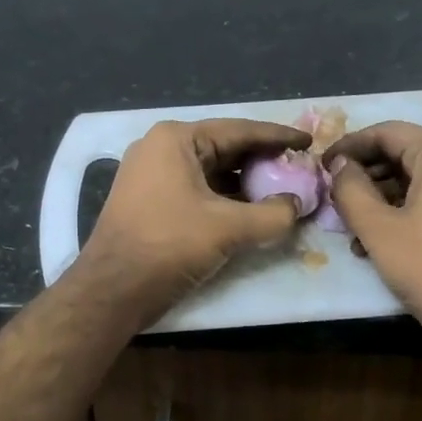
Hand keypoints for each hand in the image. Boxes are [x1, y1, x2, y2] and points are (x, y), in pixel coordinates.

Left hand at [79, 118, 311, 321]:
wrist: (112, 289)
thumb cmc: (169, 245)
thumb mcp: (228, 229)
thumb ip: (273, 214)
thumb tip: (297, 206)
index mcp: (176, 139)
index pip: (238, 131)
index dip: (278, 137)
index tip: (309, 143)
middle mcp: (160, 149)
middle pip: (224, 149)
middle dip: (262, 161)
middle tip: (299, 170)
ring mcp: (151, 175)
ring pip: (210, 172)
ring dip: (245, 183)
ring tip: (282, 192)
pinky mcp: (150, 201)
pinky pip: (196, 190)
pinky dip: (224, 199)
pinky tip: (250, 211)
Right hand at [325, 122, 421, 345]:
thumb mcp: (378, 229)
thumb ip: (351, 189)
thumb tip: (340, 165)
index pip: (388, 132)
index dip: (350, 145)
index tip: (322, 165)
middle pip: (406, 153)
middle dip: (366, 174)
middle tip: (335, 197)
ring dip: (384, 197)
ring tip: (354, 228)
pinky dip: (409, 209)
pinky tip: (384, 240)